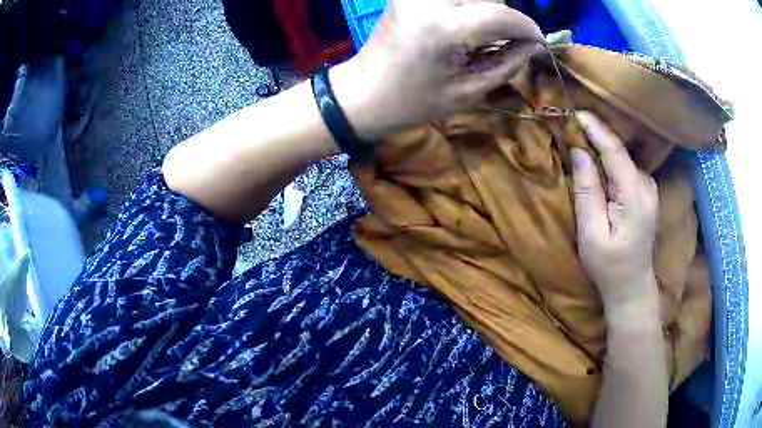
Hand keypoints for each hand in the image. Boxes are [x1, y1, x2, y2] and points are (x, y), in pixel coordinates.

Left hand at [331, 0, 543, 138]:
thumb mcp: (468, 91)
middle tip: (504, 42)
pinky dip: (467, 7)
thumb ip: (507, 62)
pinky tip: (463, 27)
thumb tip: (533, 44)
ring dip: (486, 10)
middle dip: (504, 19)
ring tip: (479, 36)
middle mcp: (428, 0)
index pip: (502, 15)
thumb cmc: (414, 101)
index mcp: (443, 27)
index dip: (527, 28)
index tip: (538, 42)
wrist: (364, 91)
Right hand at [571, 112, 658, 308]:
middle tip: (572, 123)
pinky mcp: (646, 192)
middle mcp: (647, 185)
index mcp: (635, 195)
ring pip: (623, 157)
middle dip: (597, 135)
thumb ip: (587, 190)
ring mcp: (649, 188)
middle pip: (620, 151)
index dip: (596, 129)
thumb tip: (579, 151)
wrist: (632, 286)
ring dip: (603, 146)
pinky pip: (626, 166)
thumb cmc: (609, 265)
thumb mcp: (592, 232)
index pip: (615, 151)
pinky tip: (598, 158)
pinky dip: (611, 158)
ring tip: (581, 136)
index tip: (575, 112)